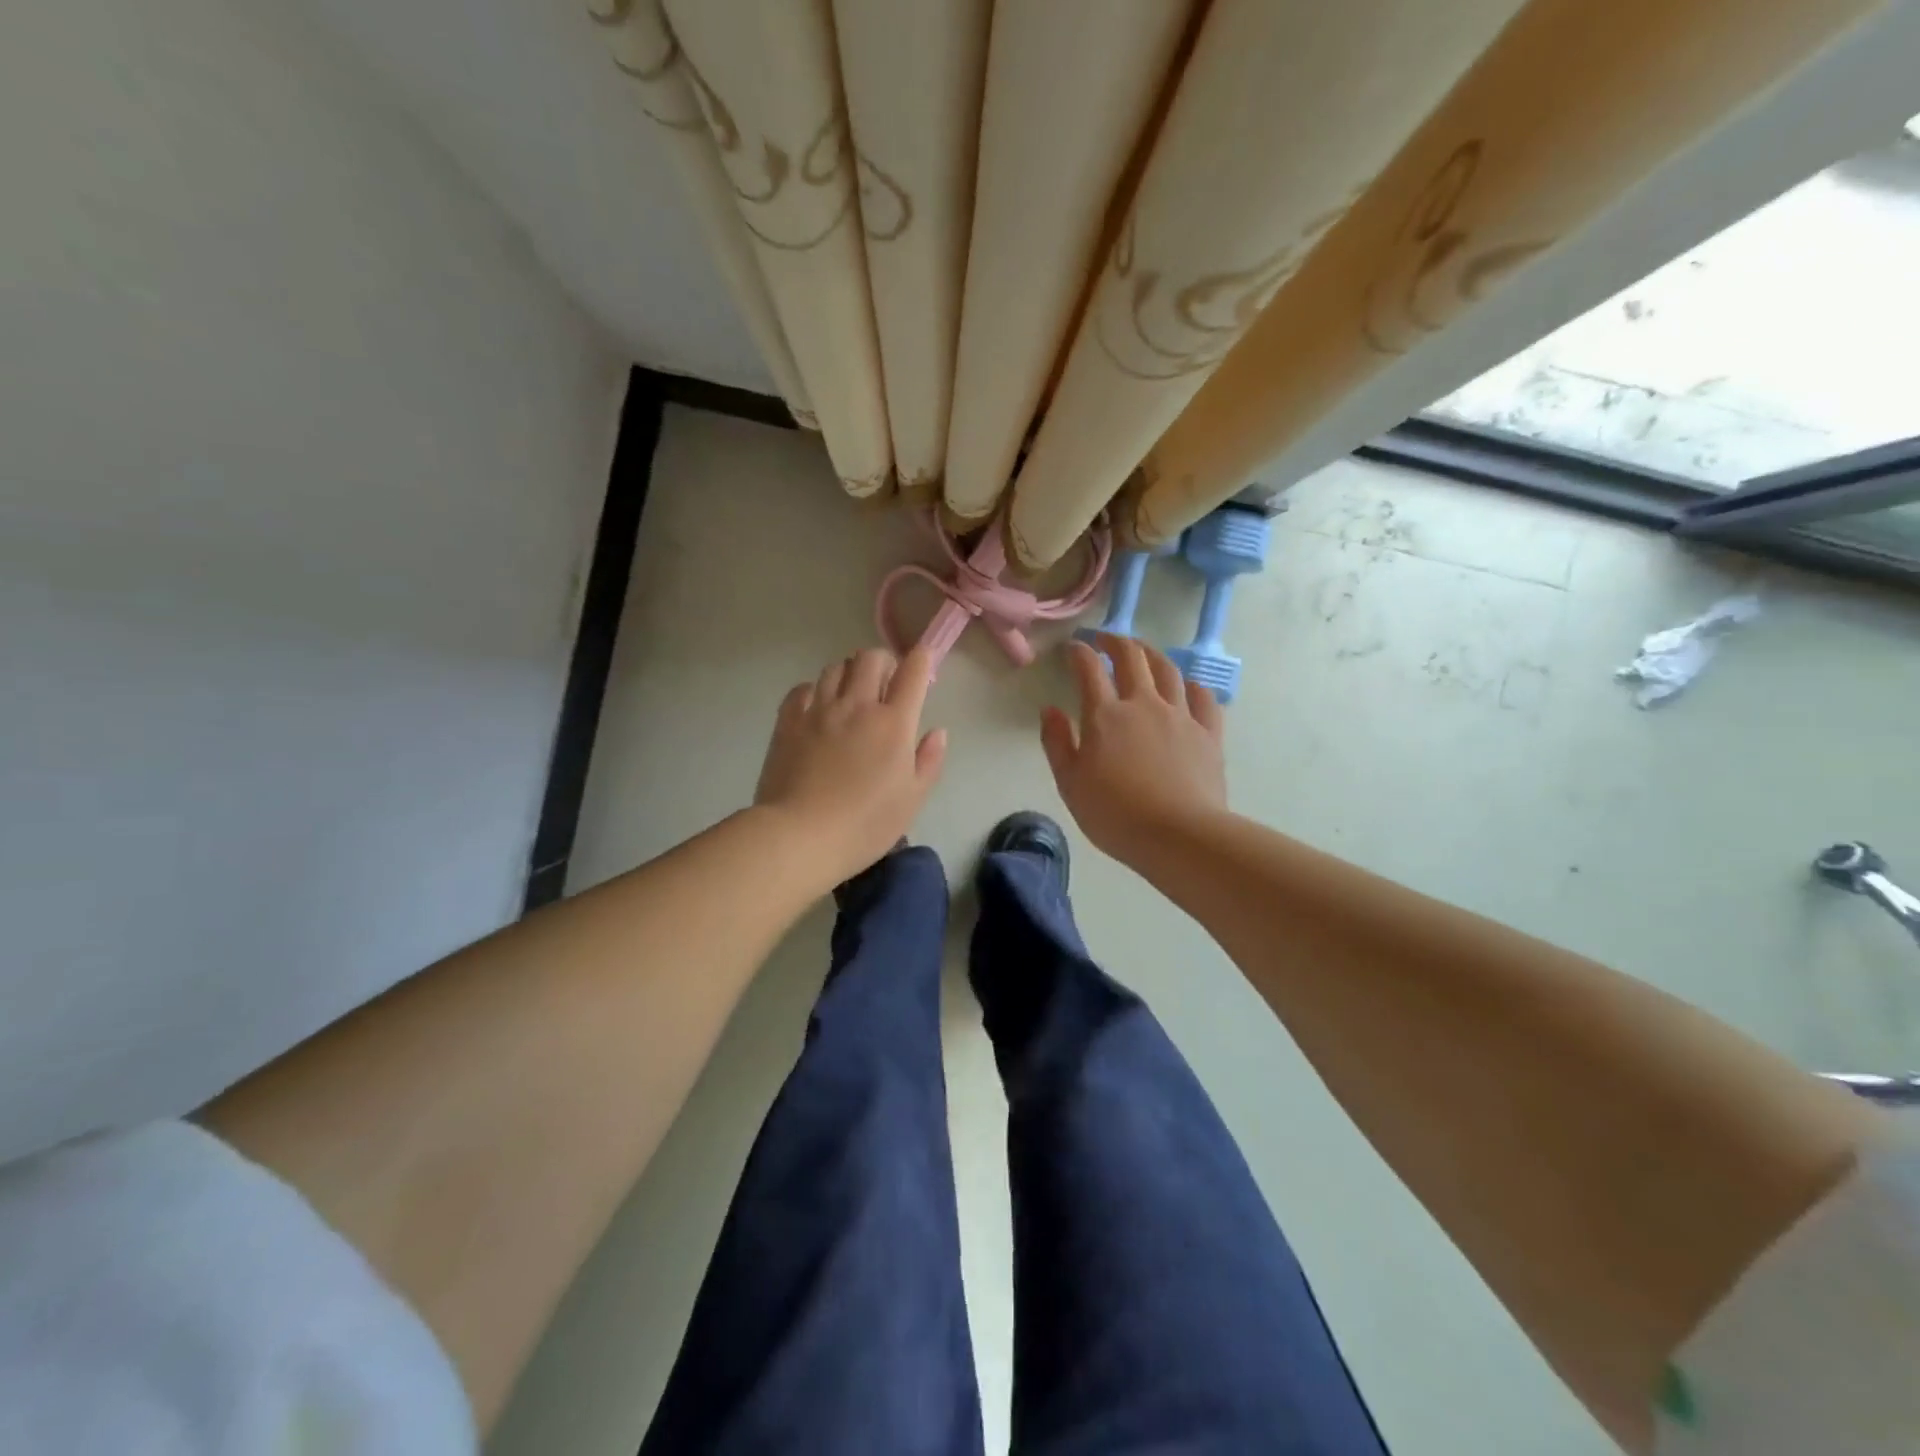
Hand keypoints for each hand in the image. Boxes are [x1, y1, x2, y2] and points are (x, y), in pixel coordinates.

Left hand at [754, 646, 947, 886]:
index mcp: (893, 723)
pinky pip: (802, 689)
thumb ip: (929, 761)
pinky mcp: (788, 721)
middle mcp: (857, 706)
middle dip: (883, 662)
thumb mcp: (911, 800)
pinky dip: (815, 690)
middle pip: (870, 658)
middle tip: (886, 684)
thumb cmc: (865, 825)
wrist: (800, 837)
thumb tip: (937, 732)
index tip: (923, 665)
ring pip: (836, 668)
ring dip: (849, 673)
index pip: (912, 672)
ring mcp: (819, 710)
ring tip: (851, 695)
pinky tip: (818, 709)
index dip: (921, 660)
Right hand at [1041, 632, 1226, 862]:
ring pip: (1168, 670)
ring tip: (1143, 653)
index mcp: (1105, 715)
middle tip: (1105, 640)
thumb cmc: (1115, 814)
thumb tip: (1051, 710)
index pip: (1089, 669)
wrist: (1179, 836)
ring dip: (1152, 655)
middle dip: (1115, 641)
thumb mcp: (1070, 784)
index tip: (1072, 648)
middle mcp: (1144, 704)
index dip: (1079, 652)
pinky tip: (1187, 688)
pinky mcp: (1208, 733)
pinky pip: (1203, 698)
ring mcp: (1180, 716)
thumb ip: (1057, 743)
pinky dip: (1191, 686)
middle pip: (1131, 657)